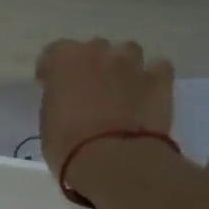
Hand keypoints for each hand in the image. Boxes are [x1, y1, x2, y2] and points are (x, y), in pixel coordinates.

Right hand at [35, 38, 174, 186]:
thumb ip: (57, 101)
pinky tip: (148, 93)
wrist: (114, 160)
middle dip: (90, 64)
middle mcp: (98, 52)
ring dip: (122, 66)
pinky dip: (153, 77)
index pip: (54, 53)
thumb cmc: (69, 145)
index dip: (53, 70)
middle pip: (93, 48)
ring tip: (120, 88)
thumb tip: (66, 101)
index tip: (51, 87)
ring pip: (128, 51)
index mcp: (64, 60)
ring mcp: (132, 64)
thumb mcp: (48, 123)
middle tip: (88, 89)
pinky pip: (159, 68)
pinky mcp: (160, 80)